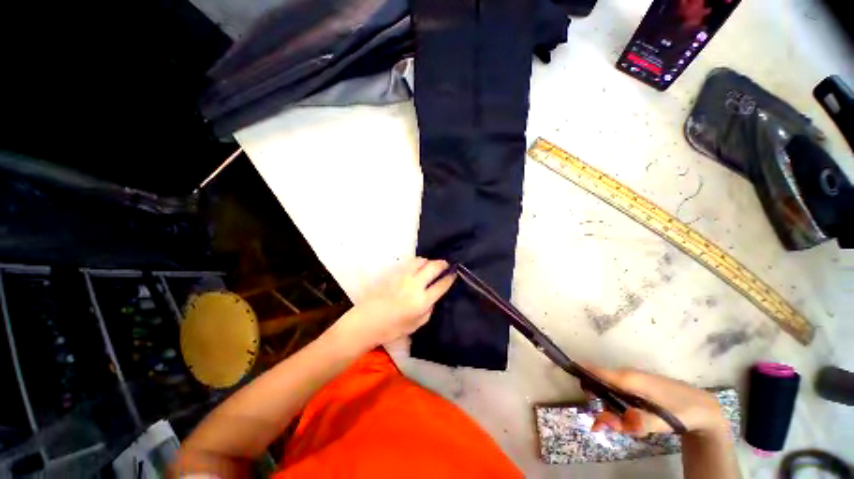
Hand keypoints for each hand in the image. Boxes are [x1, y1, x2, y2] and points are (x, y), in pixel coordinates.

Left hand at [329, 258, 455, 351]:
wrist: (368, 320)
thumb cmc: (393, 327)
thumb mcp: (417, 324)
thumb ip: (429, 309)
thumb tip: (433, 297)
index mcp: (422, 301)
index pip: (441, 285)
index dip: (450, 278)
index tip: (454, 273)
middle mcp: (415, 285)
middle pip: (433, 268)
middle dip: (442, 264)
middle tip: (446, 264)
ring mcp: (403, 277)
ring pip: (421, 261)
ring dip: (429, 261)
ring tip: (431, 264)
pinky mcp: (394, 273)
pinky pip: (409, 263)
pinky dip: (417, 262)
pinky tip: (418, 265)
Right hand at [587, 366, 726, 436]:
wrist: (703, 408)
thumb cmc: (683, 411)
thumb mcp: (665, 421)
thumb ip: (640, 422)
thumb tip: (615, 420)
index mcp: (630, 378)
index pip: (598, 371)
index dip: (582, 372)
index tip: (570, 377)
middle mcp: (627, 376)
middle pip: (601, 385)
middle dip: (598, 404)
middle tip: (601, 426)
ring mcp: (632, 382)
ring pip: (610, 393)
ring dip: (609, 411)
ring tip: (619, 429)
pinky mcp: (637, 389)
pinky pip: (619, 396)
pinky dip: (617, 410)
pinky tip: (626, 423)